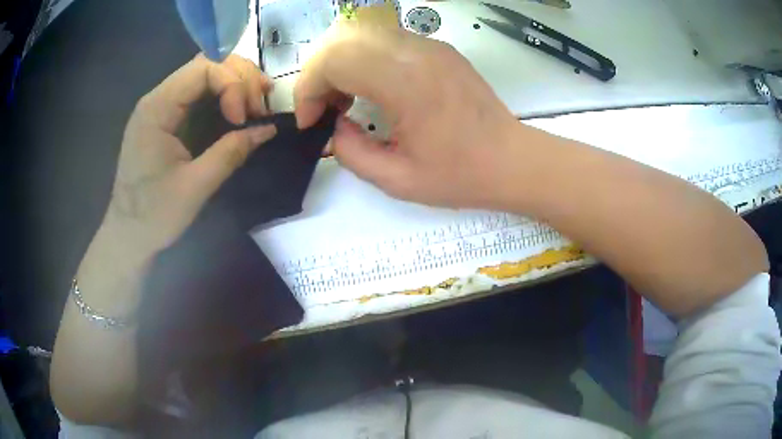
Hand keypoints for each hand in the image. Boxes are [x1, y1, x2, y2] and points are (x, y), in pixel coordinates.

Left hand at [106, 54, 276, 258]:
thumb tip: (268, 129)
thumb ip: (230, 153)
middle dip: (240, 78)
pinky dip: (227, 95)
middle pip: (208, 63)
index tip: (244, 119)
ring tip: (259, 105)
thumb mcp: (194, 187)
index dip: (233, 85)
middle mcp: (159, 97)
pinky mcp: (170, 117)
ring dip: (237, 83)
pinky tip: (242, 109)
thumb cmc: (154, 215)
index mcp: (157, 108)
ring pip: (208, 73)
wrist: (128, 233)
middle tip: (260, 107)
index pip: (203, 68)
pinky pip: (202, 92)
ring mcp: (164, 106)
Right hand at [294, 22, 523, 208]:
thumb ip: (350, 152)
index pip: (335, 60)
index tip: (310, 121)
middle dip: (318, 74)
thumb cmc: (461, 175)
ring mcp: (430, 45)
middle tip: (323, 109)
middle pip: (342, 40)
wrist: (512, 160)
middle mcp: (416, 52)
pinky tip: (371, 89)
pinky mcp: (437, 48)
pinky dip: (363, 60)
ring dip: (340, 64)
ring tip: (344, 100)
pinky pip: (384, 41)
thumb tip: (333, 125)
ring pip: (361, 34)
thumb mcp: (397, 180)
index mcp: (407, 83)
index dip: (308, 88)